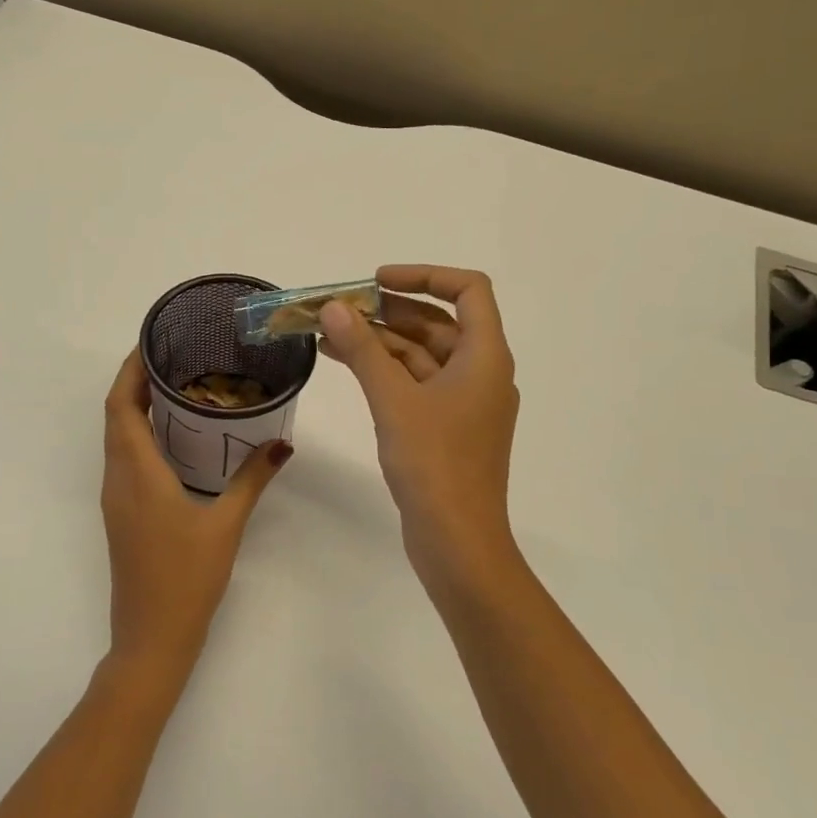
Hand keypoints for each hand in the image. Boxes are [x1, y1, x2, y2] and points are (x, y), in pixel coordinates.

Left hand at [100, 349, 291, 672]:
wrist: (152, 637)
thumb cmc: (186, 579)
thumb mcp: (226, 525)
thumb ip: (252, 479)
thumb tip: (282, 443)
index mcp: (137, 474)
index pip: (120, 406)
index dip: (129, 370)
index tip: (152, 342)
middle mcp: (118, 479)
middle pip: (115, 415)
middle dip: (135, 381)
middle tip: (172, 356)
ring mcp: (116, 498)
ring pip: (117, 437)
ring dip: (135, 407)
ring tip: (176, 385)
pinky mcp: (122, 513)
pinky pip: (124, 458)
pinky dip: (140, 434)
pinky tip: (174, 436)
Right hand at [319, 265, 520, 589]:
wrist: (458, 542)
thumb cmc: (435, 464)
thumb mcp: (393, 400)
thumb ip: (363, 350)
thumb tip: (333, 308)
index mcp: (486, 356)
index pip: (468, 290)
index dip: (424, 275)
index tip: (376, 282)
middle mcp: (481, 372)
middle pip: (439, 322)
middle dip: (389, 310)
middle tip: (339, 307)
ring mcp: (464, 402)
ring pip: (423, 354)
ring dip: (380, 341)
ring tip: (329, 332)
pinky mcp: (447, 428)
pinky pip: (416, 383)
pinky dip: (385, 370)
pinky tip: (346, 364)